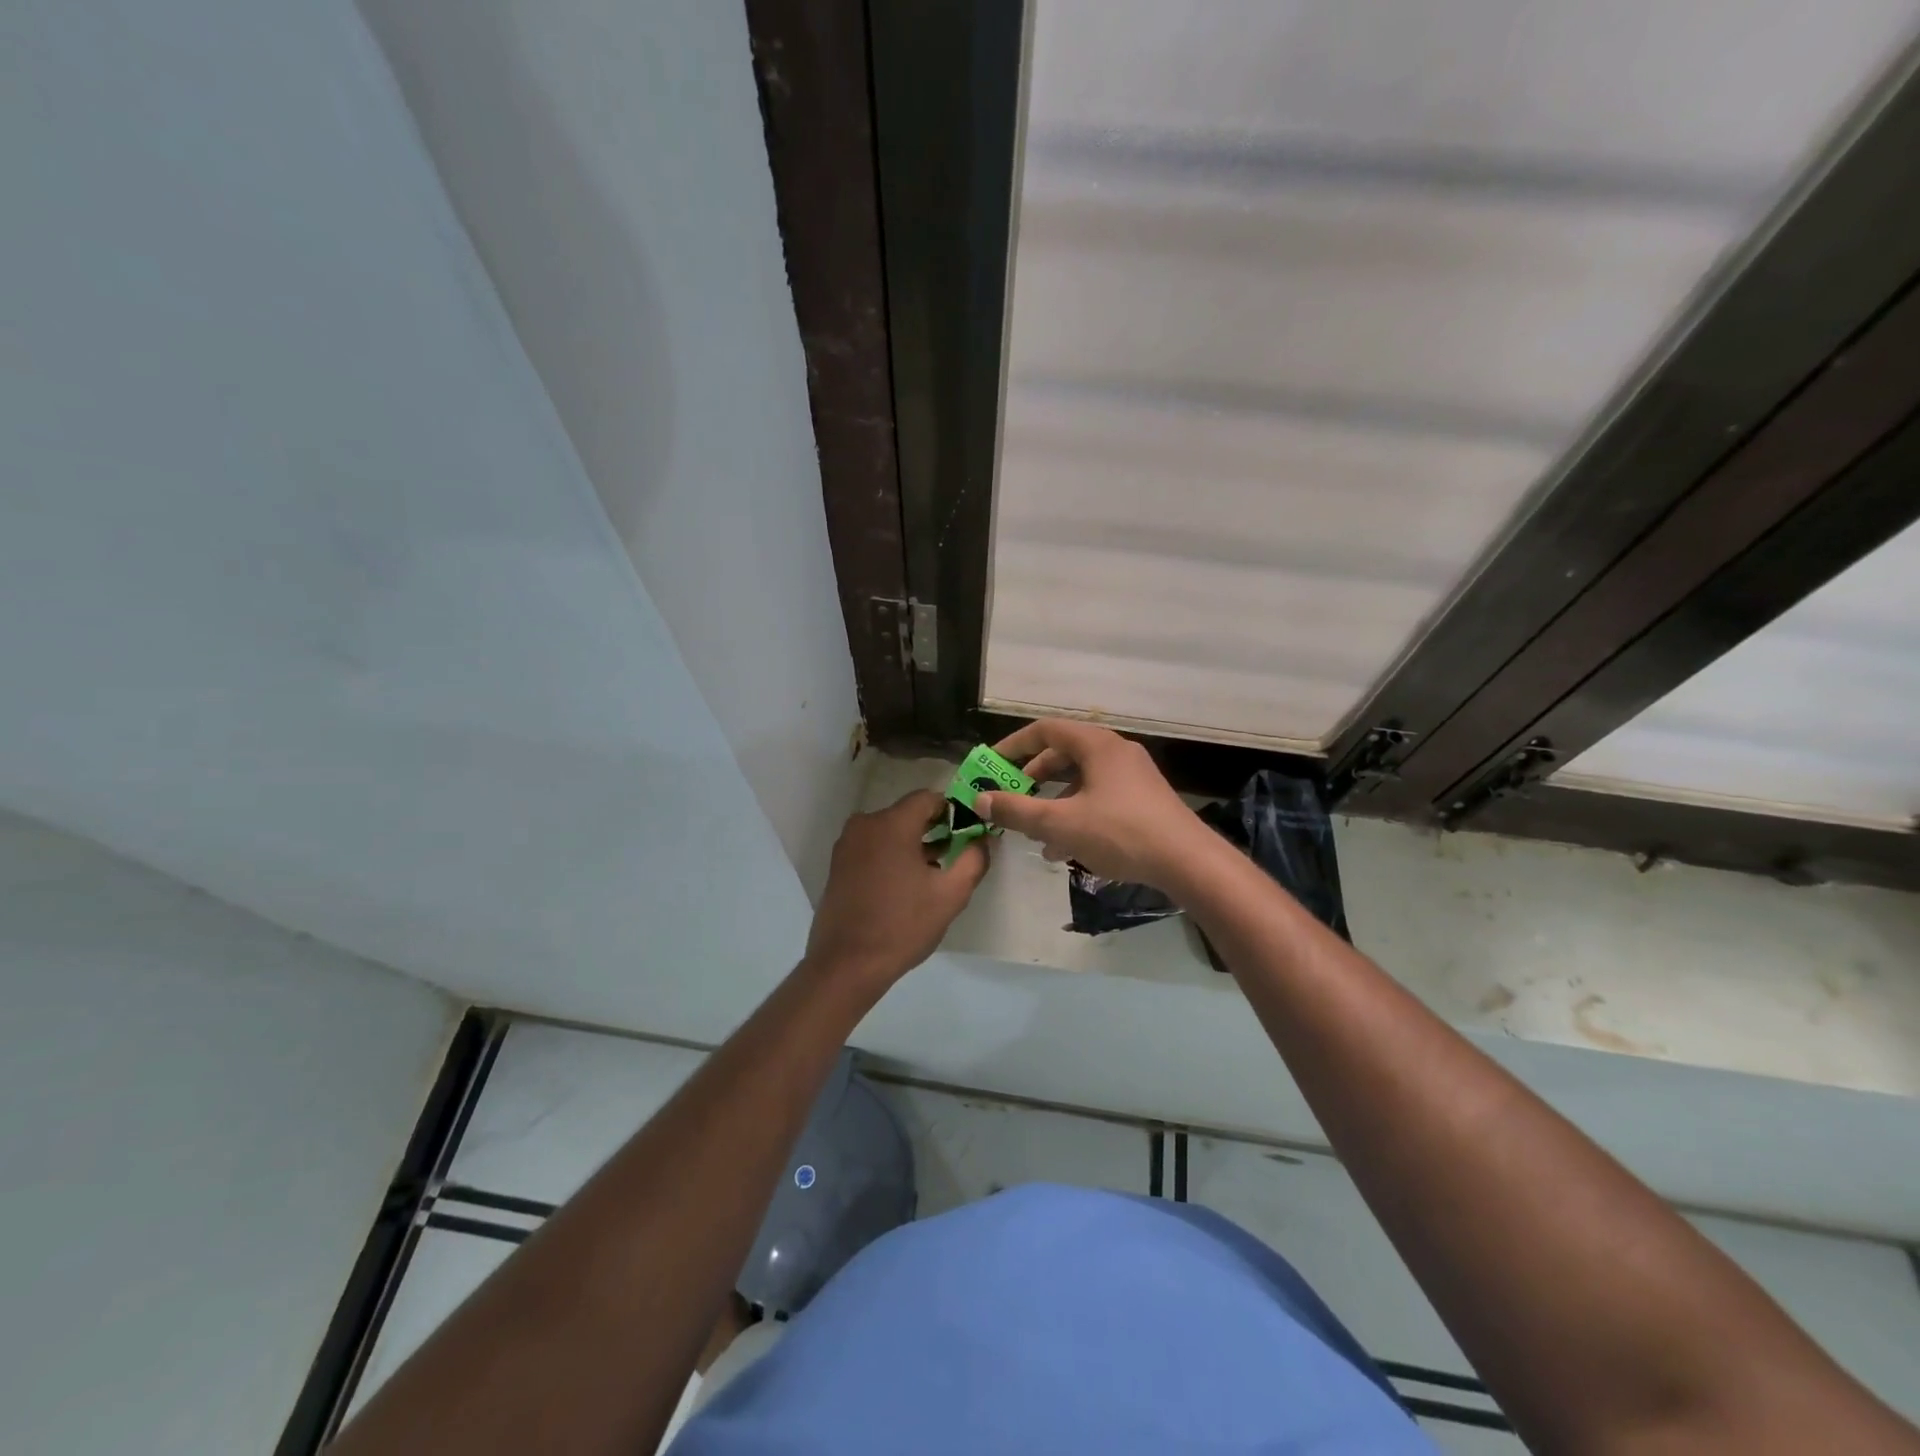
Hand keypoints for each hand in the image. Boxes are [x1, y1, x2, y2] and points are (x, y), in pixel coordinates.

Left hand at [803, 789, 988, 992]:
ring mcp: (847, 844)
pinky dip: (891, 855)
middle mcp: (865, 824)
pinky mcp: (837, 864)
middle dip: (934, 829)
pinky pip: (872, 846)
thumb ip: (974, 859)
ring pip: (889, 831)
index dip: (952, 811)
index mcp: (892, 824)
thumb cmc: (902, 925)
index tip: (968, 832)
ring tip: (933, 873)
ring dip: (912, 843)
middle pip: (908, 813)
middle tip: (955, 854)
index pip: (928, 798)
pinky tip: (904, 884)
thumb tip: (983, 839)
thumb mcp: (951, 895)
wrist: (847, 964)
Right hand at [975, 719, 1213, 892]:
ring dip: (1054, 802)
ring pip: (1081, 780)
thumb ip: (1017, 810)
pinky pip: (1099, 797)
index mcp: (1097, 745)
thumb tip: (980, 799)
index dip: (1014, 745)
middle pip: (1063, 754)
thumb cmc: (1120, 833)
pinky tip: (1064, 850)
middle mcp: (1116, 752)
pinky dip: (1077, 814)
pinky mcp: (1143, 800)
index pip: (1045, 730)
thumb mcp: (1060, 824)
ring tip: (1035, 834)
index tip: (992, 765)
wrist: (1188, 862)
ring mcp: (1133, 776)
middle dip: (1033, 778)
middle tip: (1012, 798)